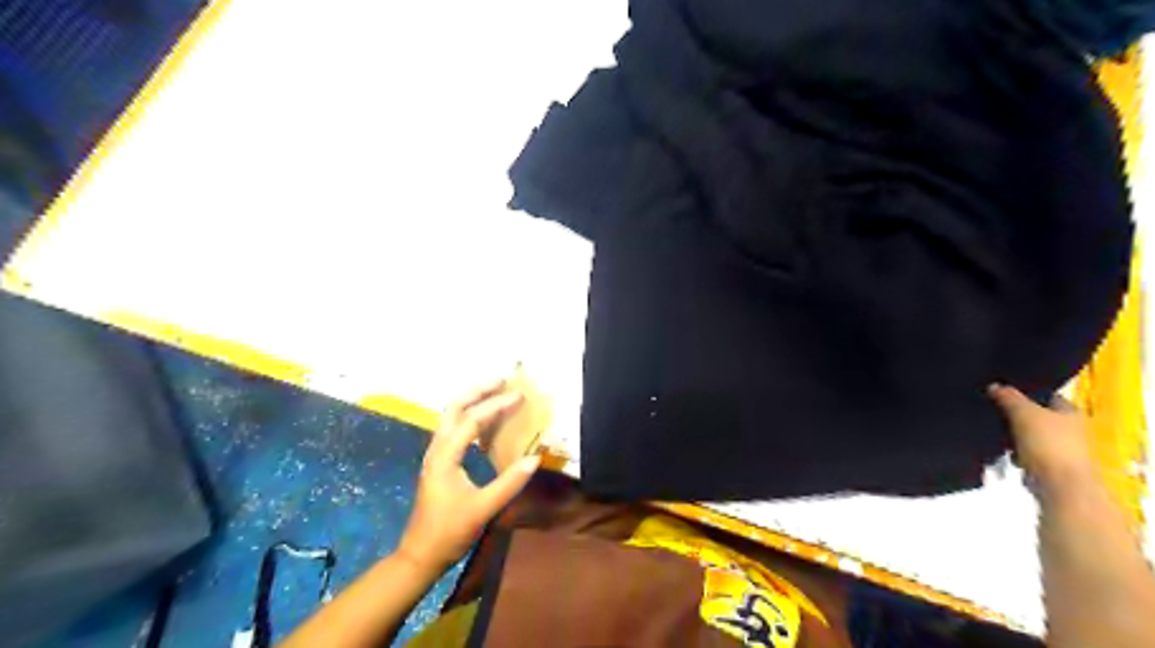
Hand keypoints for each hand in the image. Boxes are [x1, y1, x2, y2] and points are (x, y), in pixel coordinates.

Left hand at [398, 379, 541, 571]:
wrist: (420, 555)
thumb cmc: (450, 532)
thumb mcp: (483, 508)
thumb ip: (510, 482)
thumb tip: (536, 458)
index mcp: (445, 457)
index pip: (471, 421)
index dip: (496, 406)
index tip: (518, 396)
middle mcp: (436, 450)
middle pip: (453, 408)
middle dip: (477, 391)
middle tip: (501, 381)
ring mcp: (434, 456)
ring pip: (450, 417)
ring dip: (471, 401)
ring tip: (494, 393)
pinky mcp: (438, 463)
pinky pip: (452, 430)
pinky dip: (468, 417)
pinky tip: (484, 421)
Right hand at [987, 382, 1092, 498]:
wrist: (1061, 486)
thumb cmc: (1047, 444)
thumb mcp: (1023, 413)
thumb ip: (1009, 397)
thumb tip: (995, 385)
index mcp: (1070, 412)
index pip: (1047, 395)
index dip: (1025, 392)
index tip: (1002, 392)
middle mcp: (1071, 429)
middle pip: (1037, 415)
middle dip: (1015, 415)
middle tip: (993, 411)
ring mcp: (1062, 449)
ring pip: (1030, 435)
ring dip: (1013, 436)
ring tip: (995, 434)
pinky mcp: (1051, 467)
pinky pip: (1027, 453)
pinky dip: (1016, 454)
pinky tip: (1005, 454)